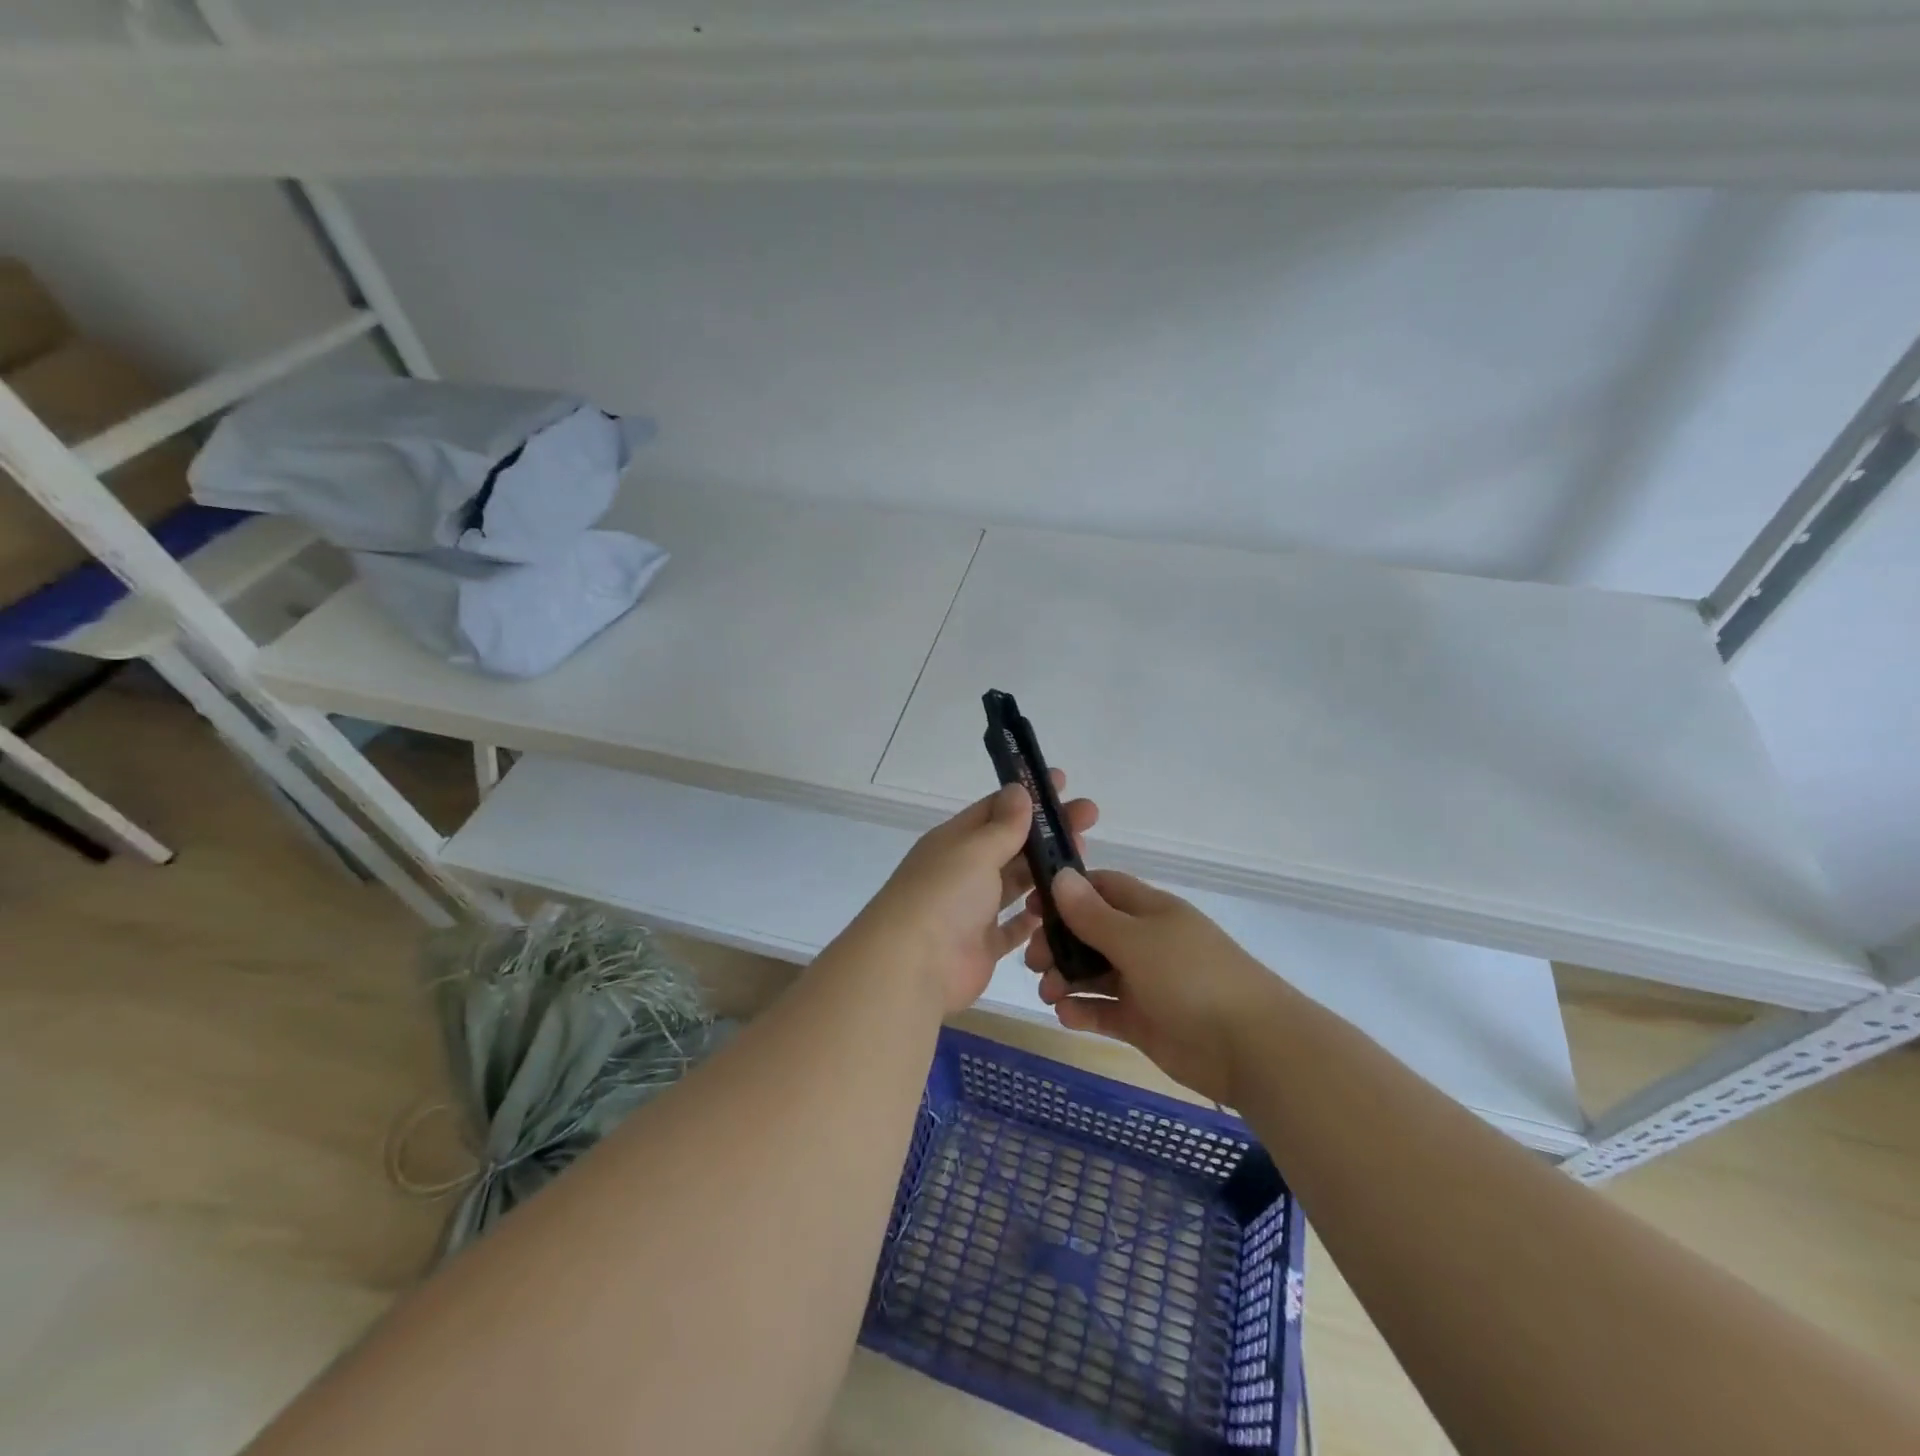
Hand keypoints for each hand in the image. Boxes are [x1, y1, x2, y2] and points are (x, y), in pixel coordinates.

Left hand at [853, 772, 1097, 1015]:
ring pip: (1015, 883)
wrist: (912, 967)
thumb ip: (1003, 825)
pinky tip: (1063, 906)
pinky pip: (1014, 927)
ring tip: (1083, 860)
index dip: (1028, 795)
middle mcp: (963, 871)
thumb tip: (1019, 790)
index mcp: (955, 841)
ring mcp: (972, 910)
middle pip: (1012, 844)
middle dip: (1047, 831)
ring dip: (1046, 871)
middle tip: (1089, 818)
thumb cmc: (944, 895)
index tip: (1063, 783)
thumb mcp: (975, 850)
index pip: (995, 808)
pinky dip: (1035, 917)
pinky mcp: (983, 946)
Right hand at [1027, 869, 1282, 1105]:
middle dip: (1058, 943)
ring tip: (1049, 993)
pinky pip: (1104, 1009)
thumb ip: (1094, 914)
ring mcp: (1145, 983)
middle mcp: (1145, 942)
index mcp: (1149, 911)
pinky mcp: (1144, 1021)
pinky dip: (1083, 1010)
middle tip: (1034, 961)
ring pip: (1093, 972)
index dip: (1066, 893)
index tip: (1032, 908)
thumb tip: (1061, 876)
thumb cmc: (1192, 978)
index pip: (1101, 888)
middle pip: (1090, 932)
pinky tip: (1067, 1015)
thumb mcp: (1137, 940)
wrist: (1251, 1048)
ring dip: (1066, 978)